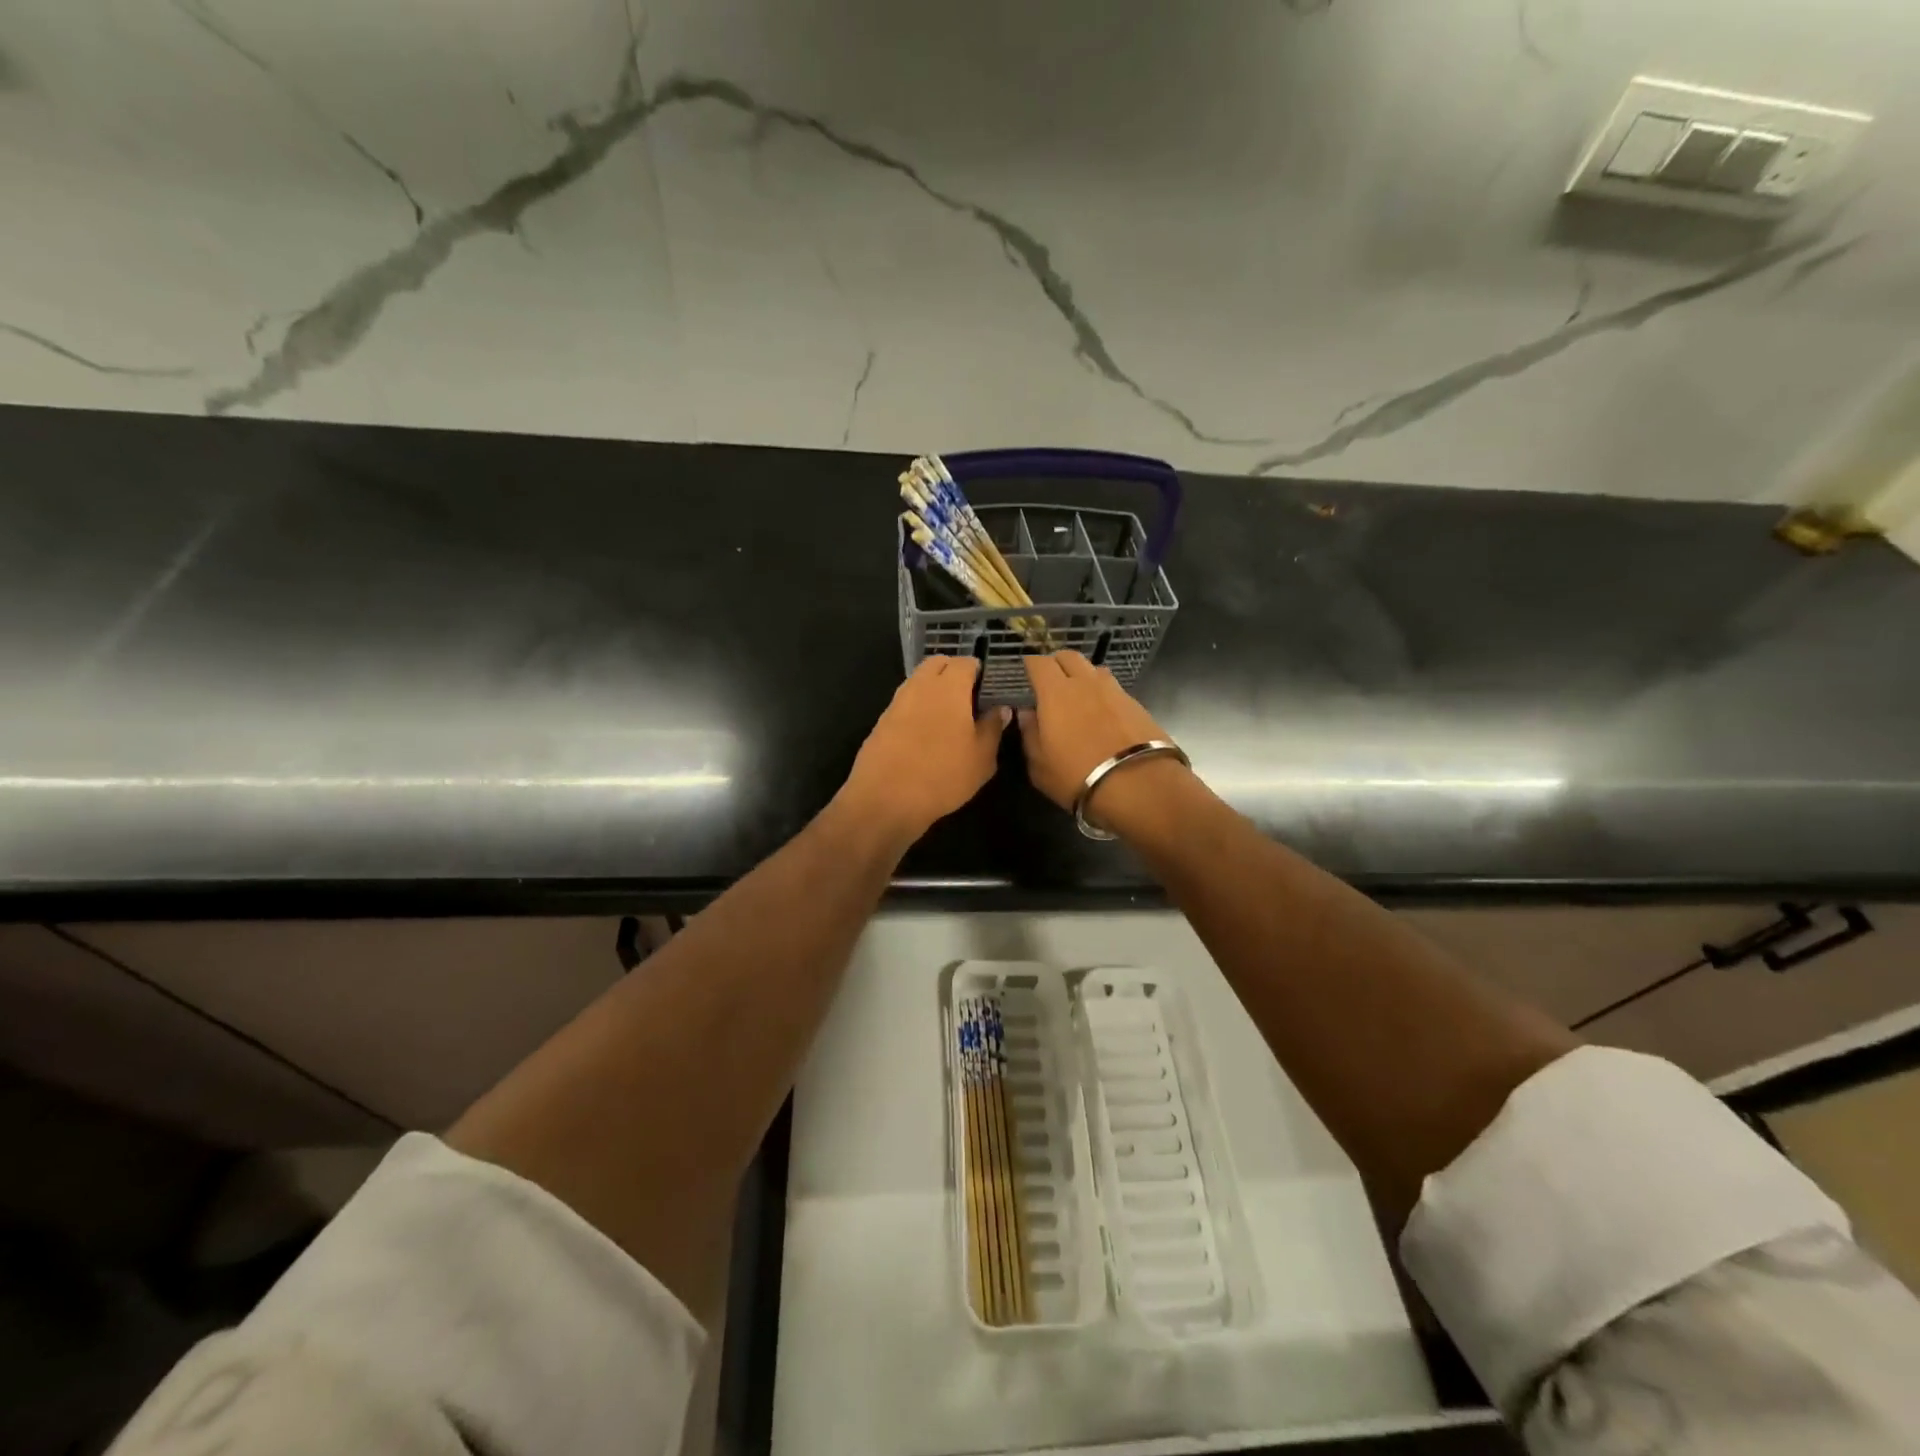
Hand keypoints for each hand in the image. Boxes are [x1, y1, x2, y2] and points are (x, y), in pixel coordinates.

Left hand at [840, 657, 1008, 840]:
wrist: (885, 799)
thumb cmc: (943, 775)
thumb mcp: (982, 758)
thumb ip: (993, 727)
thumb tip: (1001, 708)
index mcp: (949, 687)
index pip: (965, 662)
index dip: (979, 671)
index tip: (988, 689)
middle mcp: (920, 686)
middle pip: (937, 664)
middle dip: (953, 672)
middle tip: (969, 698)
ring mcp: (896, 702)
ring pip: (918, 681)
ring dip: (933, 689)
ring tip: (949, 717)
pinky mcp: (881, 721)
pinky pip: (905, 702)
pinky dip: (917, 707)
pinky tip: (926, 733)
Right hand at [1017, 652, 1177, 817]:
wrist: (1139, 785)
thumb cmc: (1077, 776)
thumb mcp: (1039, 765)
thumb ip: (1030, 734)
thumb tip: (1027, 714)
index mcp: (1056, 692)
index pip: (1039, 663)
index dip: (1031, 664)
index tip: (1026, 673)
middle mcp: (1085, 683)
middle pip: (1069, 656)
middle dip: (1057, 663)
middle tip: (1050, 681)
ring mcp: (1115, 691)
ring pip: (1094, 669)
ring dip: (1083, 676)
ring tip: (1078, 695)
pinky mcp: (1137, 704)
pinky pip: (1113, 688)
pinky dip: (1103, 694)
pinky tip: (1102, 713)